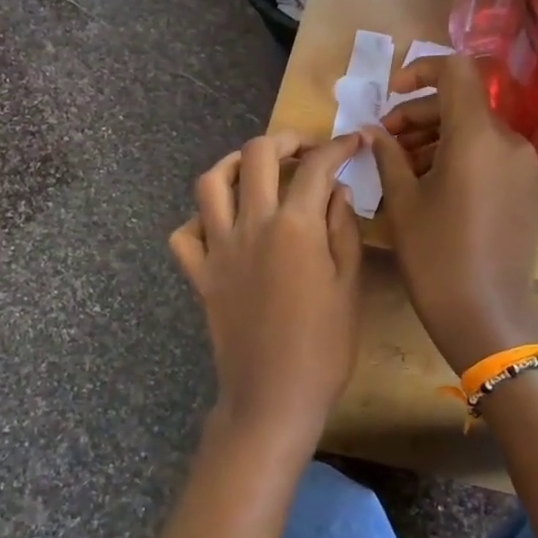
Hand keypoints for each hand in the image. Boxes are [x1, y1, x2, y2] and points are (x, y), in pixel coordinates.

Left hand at [169, 131, 366, 464]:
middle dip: (284, 140)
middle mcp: (251, 225)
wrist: (273, 397)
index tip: (353, 141)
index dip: (338, 146)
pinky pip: (184, 235)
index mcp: (295, 227)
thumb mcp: (349, 286)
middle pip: (256, 155)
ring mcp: (219, 249)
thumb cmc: (324, 347)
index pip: (316, 167)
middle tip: (304, 150)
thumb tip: (337, 189)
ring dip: (233, 164)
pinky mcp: (200, 275)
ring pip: (210, 183)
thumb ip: (343, 230)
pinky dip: (198, 220)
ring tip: (254, 170)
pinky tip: (221, 223)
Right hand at [370, 56, 537, 372]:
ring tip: (400, 166)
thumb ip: (388, 156)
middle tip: (384, 141)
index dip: (420, 72)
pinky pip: (489, 155)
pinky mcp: (526, 189)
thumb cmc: (436, 258)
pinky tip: (429, 184)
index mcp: (478, 137)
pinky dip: (458, 156)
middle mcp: (508, 142)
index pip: (456, 71)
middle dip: (419, 114)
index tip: (390, 95)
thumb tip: (374, 132)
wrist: (487, 316)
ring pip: (475, 131)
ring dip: (436, 137)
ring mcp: (522, 166)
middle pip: (462, 103)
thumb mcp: (403, 203)